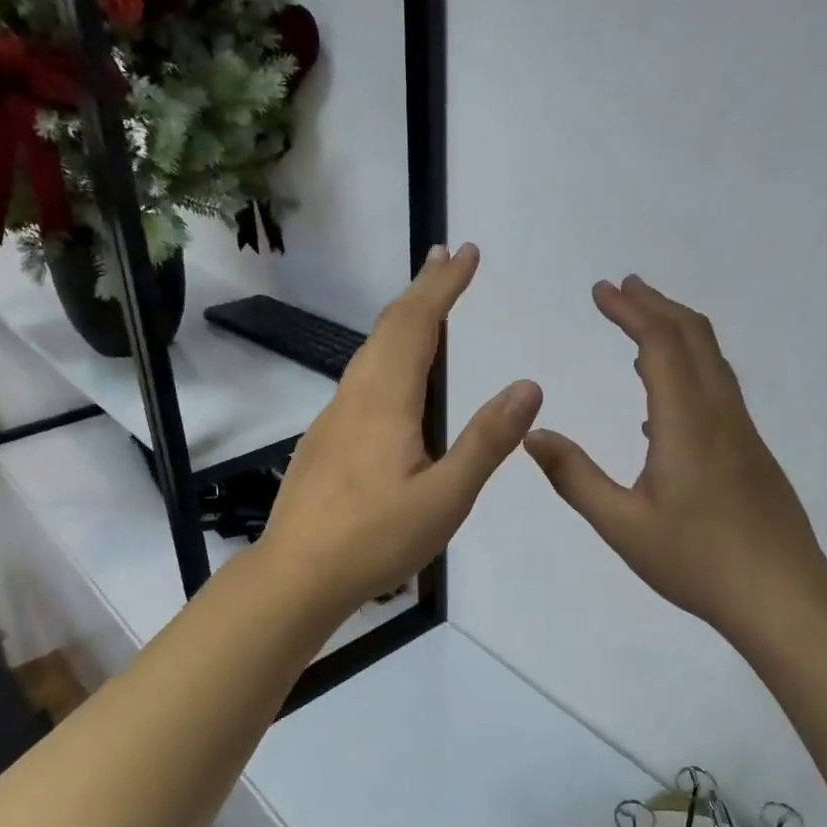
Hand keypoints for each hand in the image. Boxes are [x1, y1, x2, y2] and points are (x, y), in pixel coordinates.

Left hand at [262, 243, 542, 612]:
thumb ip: (486, 441)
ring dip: (402, 320)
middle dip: (422, 290)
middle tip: (448, 260)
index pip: (417, 325)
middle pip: (389, 328)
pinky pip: (360, 378)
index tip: (467, 253)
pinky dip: (386, 353)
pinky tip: (393, 377)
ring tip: (428, 306)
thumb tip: (528, 385)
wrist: (297, 574)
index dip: (443, 286)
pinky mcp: (325, 441)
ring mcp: (334, 418)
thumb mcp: (445, 498)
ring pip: (370, 352)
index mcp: (386, 401)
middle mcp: (355, 397)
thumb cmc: (375, 539)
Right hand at [523, 275, 826, 642]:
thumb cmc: (697, 561)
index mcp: (687, 422)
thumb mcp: (622, 525)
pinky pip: (717, 388)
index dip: (631, 310)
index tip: (601, 290)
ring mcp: (741, 431)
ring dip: (676, 332)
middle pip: (694, 336)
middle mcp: (719, 413)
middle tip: (621, 289)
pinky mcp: (750, 451)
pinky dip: (688, 367)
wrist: (782, 596)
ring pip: (712, 360)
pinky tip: (660, 402)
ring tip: (639, 328)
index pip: (661, 343)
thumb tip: (533, 434)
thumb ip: (574, 477)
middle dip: (655, 305)